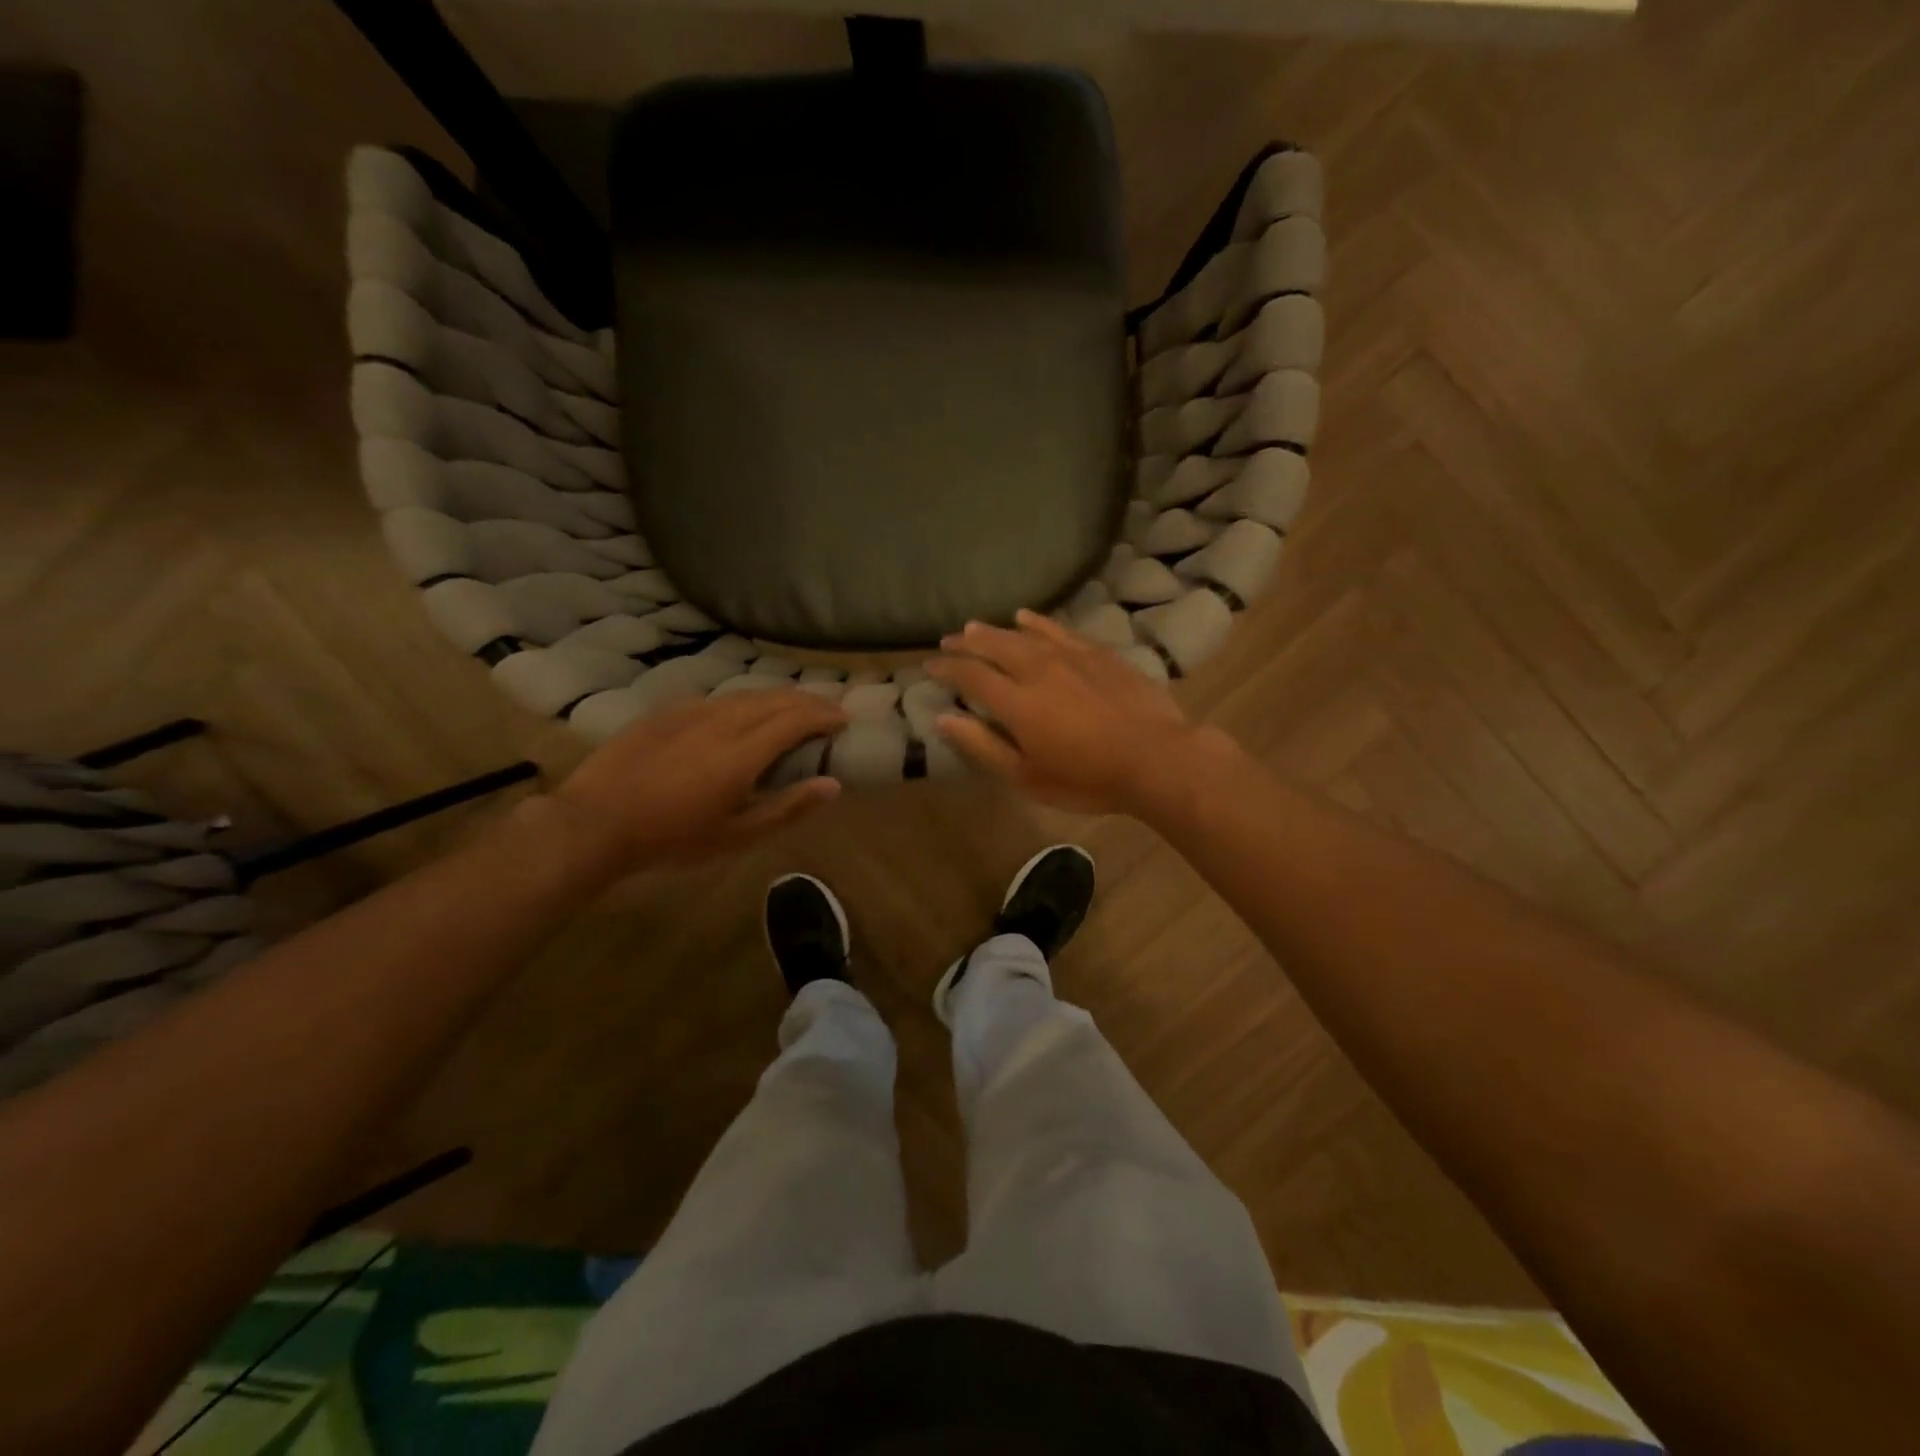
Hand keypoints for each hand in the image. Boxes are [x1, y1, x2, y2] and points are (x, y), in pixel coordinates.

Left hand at [547, 690, 845, 870]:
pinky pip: (715, 698)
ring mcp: (691, 711)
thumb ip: (788, 807)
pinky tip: (738, 712)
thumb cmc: (672, 838)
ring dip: (777, 697)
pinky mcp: (666, 711)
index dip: (824, 715)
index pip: (796, 719)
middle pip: (775, 699)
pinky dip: (741, 701)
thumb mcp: (737, 835)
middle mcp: (722, 721)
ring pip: (745, 694)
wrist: (595, 822)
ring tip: (792, 706)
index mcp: (743, 752)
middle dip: (807, 700)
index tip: (844, 719)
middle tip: (827, 709)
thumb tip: (833, 785)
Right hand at [926, 610, 1217, 814]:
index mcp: (1016, 702)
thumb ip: (982, 746)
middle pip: (993, 647)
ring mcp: (1070, 657)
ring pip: (1023, 635)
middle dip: (966, 643)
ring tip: (975, 627)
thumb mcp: (1027, 776)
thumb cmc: (1087, 778)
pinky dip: (1038, 622)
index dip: (947, 669)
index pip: (970, 676)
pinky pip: (1059, 629)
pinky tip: (1026, 617)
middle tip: (947, 641)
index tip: (930, 666)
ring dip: (995, 630)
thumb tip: (942, 719)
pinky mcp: (1098, 653)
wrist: (1156, 758)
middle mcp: (1037, 670)